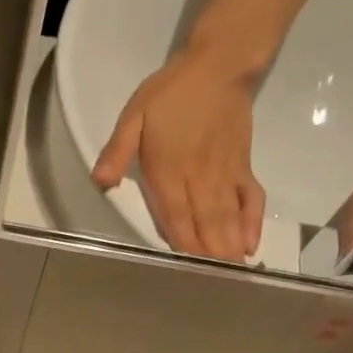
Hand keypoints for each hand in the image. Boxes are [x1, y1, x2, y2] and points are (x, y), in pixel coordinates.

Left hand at [93, 48, 266, 262]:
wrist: (218, 65)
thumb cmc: (171, 92)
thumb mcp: (134, 115)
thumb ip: (117, 150)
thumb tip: (100, 182)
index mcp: (169, 171)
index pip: (175, 216)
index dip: (181, 244)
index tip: (186, 272)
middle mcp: (199, 178)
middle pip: (204, 224)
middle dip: (208, 256)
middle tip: (213, 287)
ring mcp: (224, 174)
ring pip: (226, 217)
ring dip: (228, 247)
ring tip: (232, 276)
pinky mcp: (243, 167)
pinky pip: (251, 198)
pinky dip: (252, 222)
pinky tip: (250, 245)